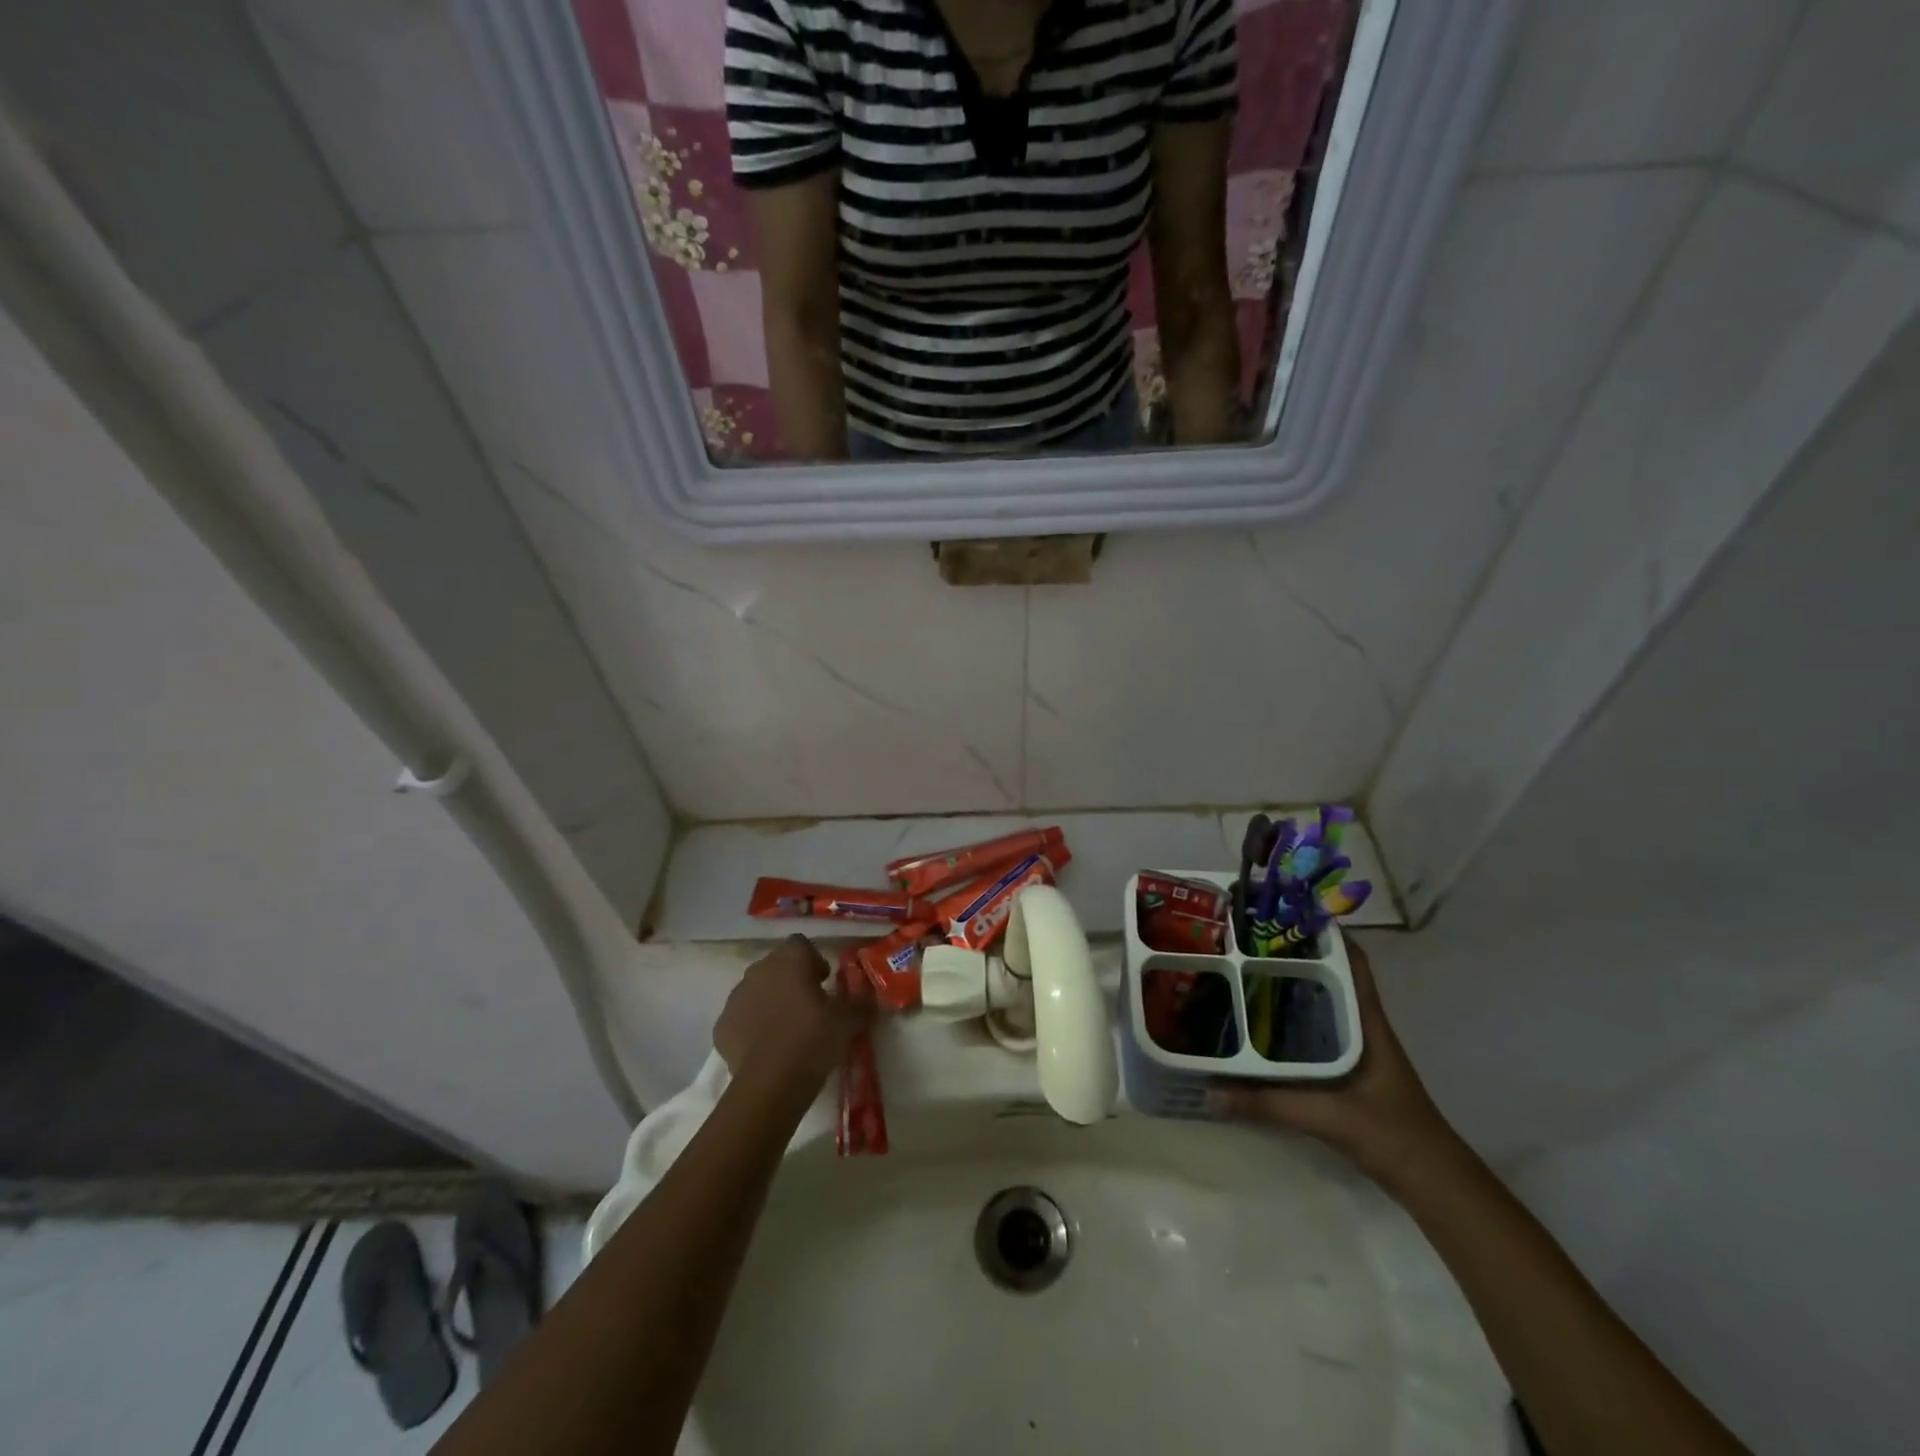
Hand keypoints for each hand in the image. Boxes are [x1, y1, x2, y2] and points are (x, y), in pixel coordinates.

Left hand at [713, 935, 873, 1095]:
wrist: (771, 1083)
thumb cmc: (814, 1038)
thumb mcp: (849, 1021)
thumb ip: (861, 1004)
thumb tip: (871, 1000)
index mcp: (790, 959)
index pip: (801, 944)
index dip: (813, 960)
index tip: (824, 982)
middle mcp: (759, 970)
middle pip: (776, 965)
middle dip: (791, 980)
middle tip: (809, 1006)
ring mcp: (736, 997)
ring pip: (756, 990)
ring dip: (770, 1001)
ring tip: (787, 1029)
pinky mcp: (722, 1026)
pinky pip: (741, 1018)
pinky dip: (751, 1026)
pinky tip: (766, 1048)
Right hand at [1210, 937, 1455, 1184]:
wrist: (1436, 1186)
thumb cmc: (1393, 1135)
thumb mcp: (1327, 1116)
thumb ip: (1268, 1103)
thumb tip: (1210, 1090)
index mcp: (1368, 1024)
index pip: (1354, 964)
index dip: (1328, 933)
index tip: (1289, 912)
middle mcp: (1364, 1029)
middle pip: (1332, 978)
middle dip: (1296, 957)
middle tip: (1250, 941)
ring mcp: (1359, 1052)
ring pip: (1323, 1005)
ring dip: (1293, 988)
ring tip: (1246, 972)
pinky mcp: (1350, 1075)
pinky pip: (1317, 1033)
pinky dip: (1293, 1022)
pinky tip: (1262, 1027)